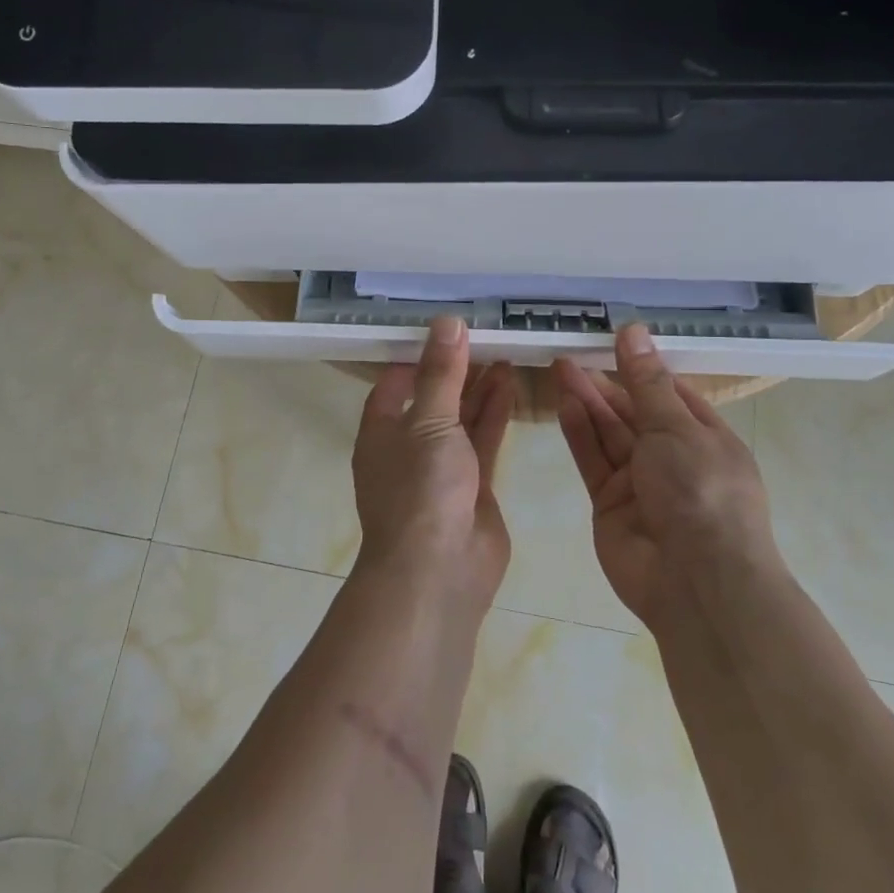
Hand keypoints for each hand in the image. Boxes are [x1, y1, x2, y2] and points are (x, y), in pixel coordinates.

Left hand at [353, 317, 516, 613]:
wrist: (439, 570)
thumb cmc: (421, 489)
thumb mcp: (429, 421)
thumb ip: (441, 374)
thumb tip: (447, 322)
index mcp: (381, 432)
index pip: (394, 384)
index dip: (417, 358)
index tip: (446, 333)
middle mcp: (408, 447)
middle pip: (432, 399)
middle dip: (455, 371)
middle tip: (485, 338)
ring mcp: (441, 469)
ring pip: (461, 419)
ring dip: (480, 389)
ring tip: (504, 353)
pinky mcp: (473, 487)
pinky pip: (484, 442)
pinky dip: (496, 415)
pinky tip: (512, 386)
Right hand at [553, 325, 778, 629]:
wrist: (696, 581)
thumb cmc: (701, 491)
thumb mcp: (676, 427)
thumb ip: (645, 382)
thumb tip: (632, 330)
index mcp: (706, 439)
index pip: (671, 395)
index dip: (642, 369)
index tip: (612, 342)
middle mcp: (674, 459)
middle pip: (634, 413)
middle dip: (606, 384)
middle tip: (571, 354)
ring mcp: (641, 483)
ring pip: (609, 435)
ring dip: (587, 402)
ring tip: (560, 368)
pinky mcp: (610, 504)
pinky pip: (593, 462)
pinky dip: (579, 434)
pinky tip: (563, 405)